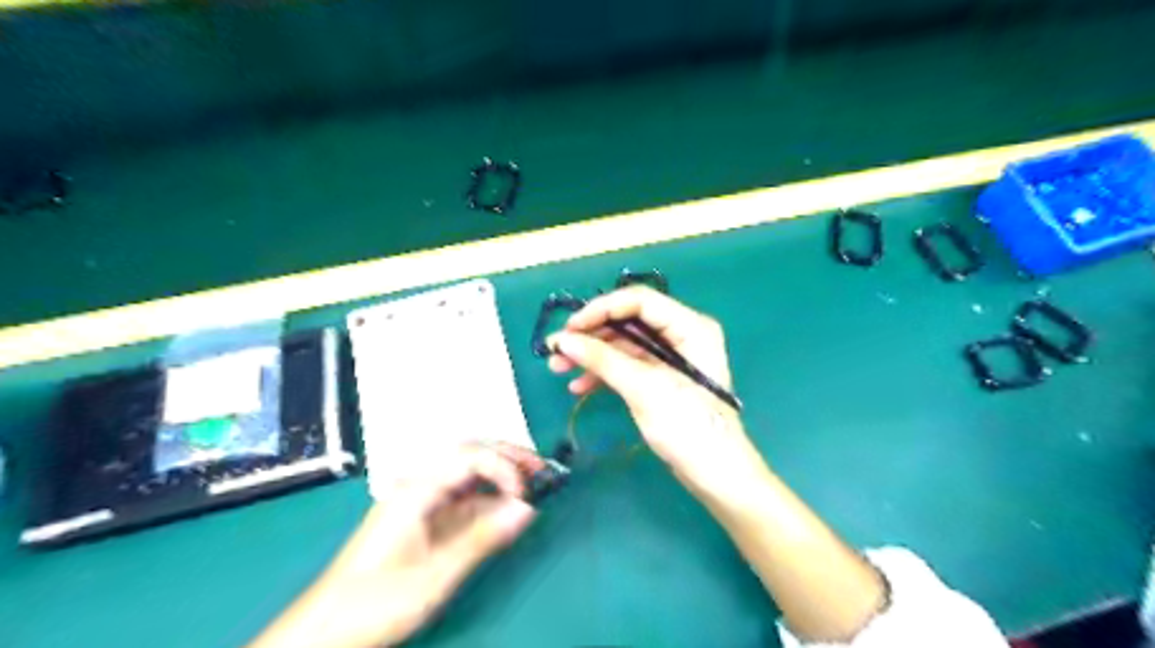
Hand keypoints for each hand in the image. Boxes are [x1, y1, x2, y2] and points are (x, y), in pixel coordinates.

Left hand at [254, 443, 540, 646]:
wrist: (326, 633)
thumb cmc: (377, 602)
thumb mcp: (436, 573)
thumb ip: (483, 537)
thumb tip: (527, 509)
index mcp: (417, 489)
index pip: (471, 457)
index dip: (504, 467)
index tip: (527, 492)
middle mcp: (420, 486)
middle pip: (471, 456)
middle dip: (508, 458)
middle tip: (542, 469)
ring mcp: (421, 502)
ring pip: (468, 475)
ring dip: (501, 476)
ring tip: (532, 483)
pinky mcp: (423, 520)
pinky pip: (462, 499)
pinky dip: (488, 500)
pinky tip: (505, 509)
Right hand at [547, 286, 764, 498]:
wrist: (715, 473)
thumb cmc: (688, 426)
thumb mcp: (644, 389)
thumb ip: (603, 360)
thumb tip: (562, 340)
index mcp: (689, 326)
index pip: (639, 301)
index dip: (600, 309)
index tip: (569, 328)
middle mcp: (681, 334)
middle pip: (628, 322)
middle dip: (591, 335)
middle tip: (556, 350)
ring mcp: (671, 357)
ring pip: (623, 344)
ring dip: (591, 355)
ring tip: (558, 368)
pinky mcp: (661, 378)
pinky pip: (628, 365)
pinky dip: (604, 373)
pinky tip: (579, 387)